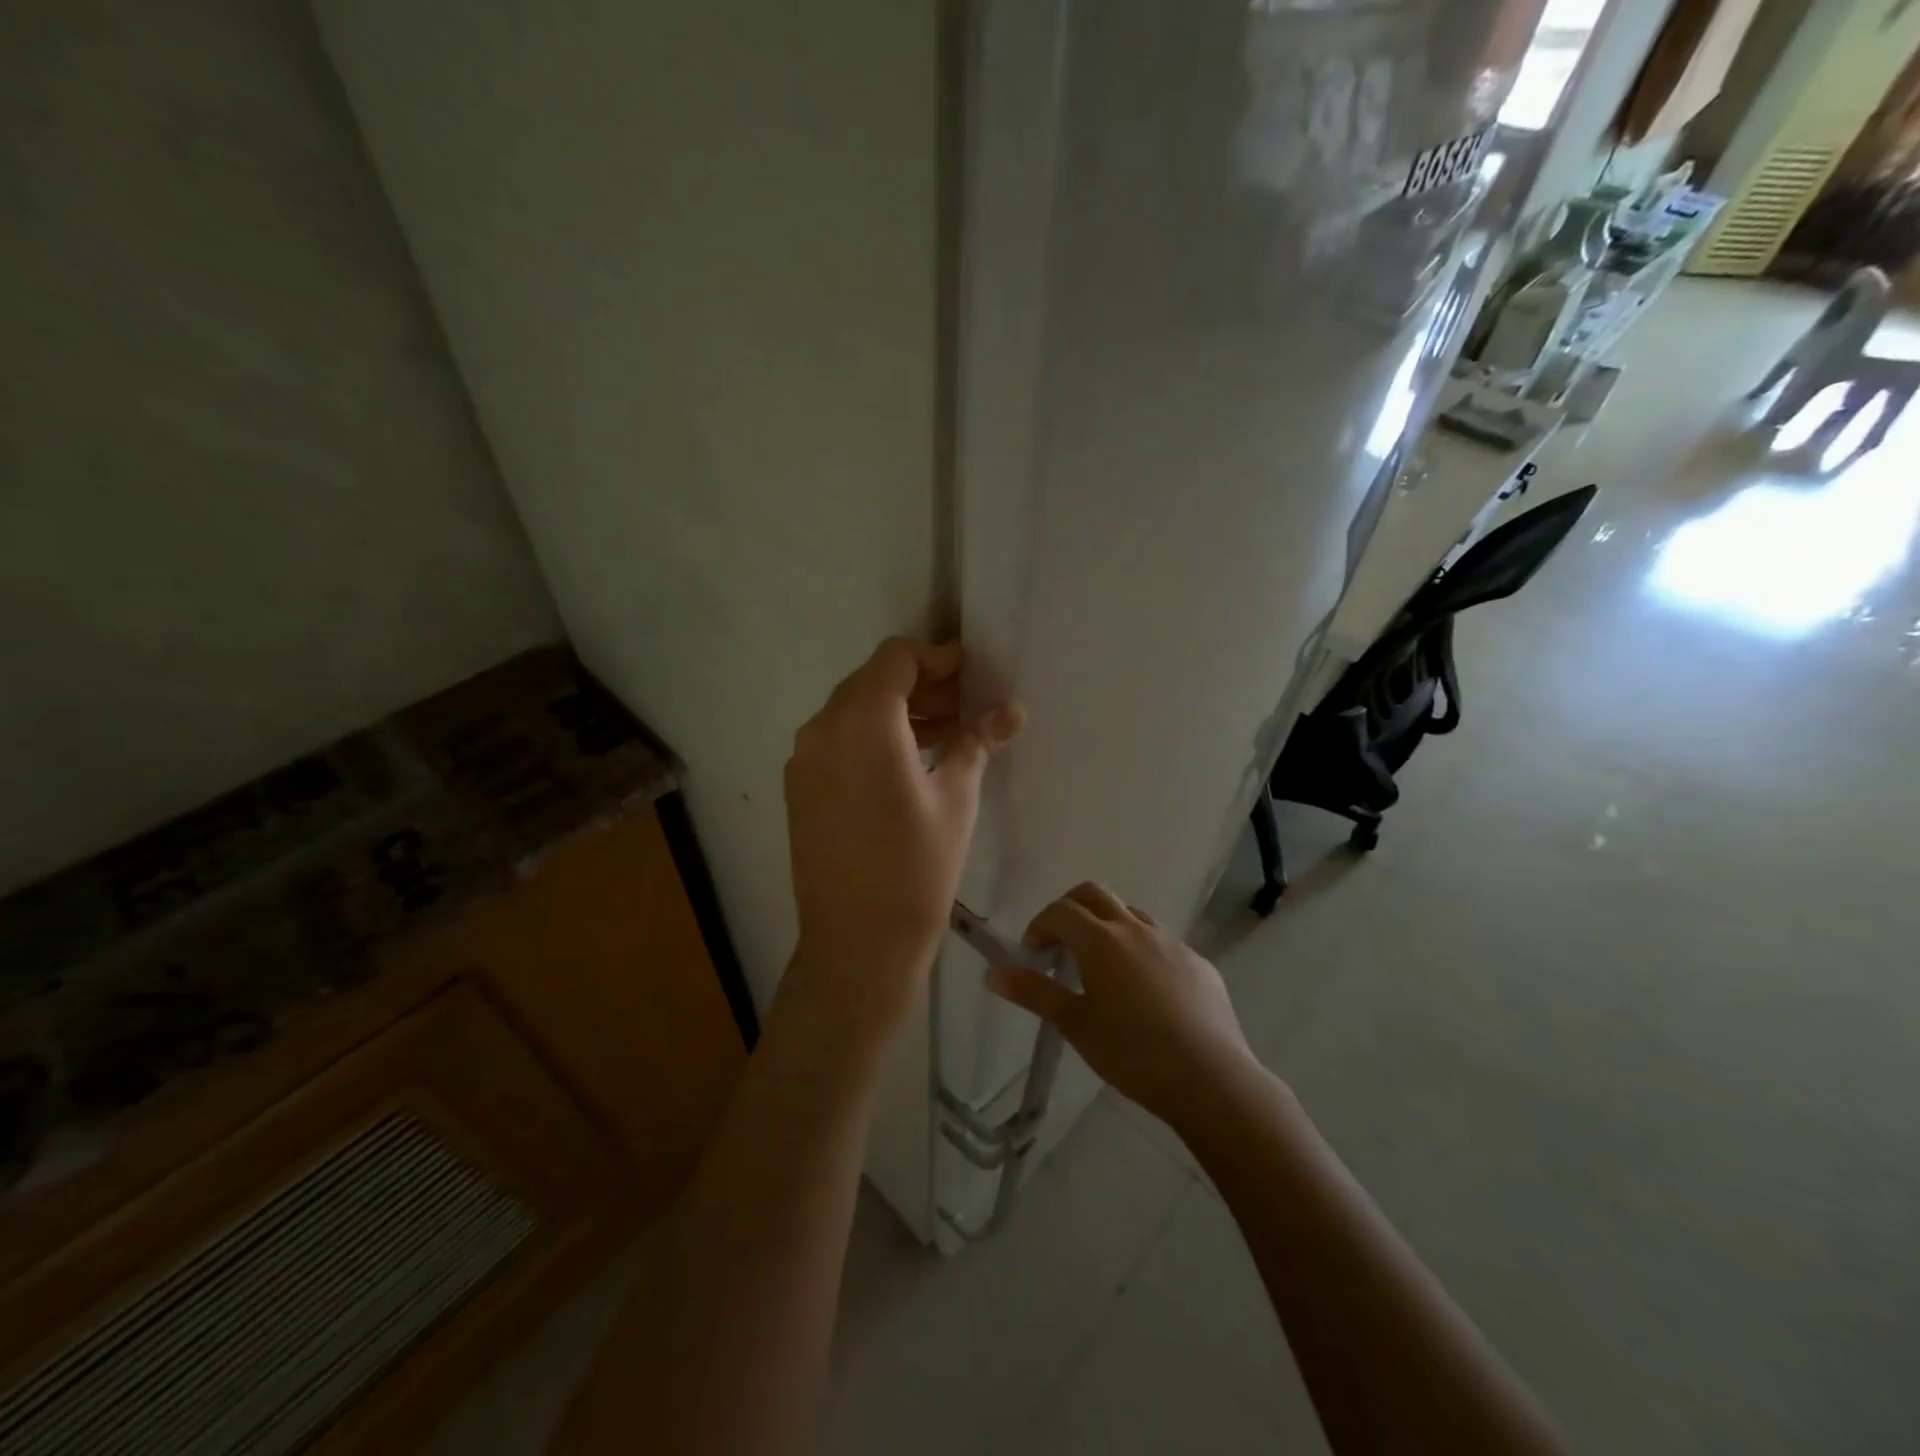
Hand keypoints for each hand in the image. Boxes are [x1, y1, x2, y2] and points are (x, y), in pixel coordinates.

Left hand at [784, 638, 1022, 1041]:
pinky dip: (874, 736)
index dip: (938, 657)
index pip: (897, 658)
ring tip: (947, 732)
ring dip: (899, 711)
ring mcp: (804, 759)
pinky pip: (838, 740)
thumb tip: (1010, 712)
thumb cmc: (917, 868)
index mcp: (862, 722)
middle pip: (873, 681)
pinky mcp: (800, 787)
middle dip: (922, 684)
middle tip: (968, 703)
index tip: (973, 673)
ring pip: (854, 711)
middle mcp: (822, 729)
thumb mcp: (955, 798)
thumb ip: (977, 742)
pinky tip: (910, 761)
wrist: (857, 944)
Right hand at [986, 882, 1257, 1127]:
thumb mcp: (1075, 1025)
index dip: (1041, 925)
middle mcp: (1136, 929)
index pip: (1061, 910)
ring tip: (1102, 969)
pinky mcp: (1198, 963)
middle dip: (1070, 909)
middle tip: (1060, 944)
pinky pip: (1162, 943)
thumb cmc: (1132, 1052)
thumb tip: (992, 974)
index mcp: (1101, 940)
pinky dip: (1141, 951)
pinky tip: (1146, 993)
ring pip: (1131, 915)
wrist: (1210, 1078)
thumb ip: (1034, 993)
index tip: (1034, 954)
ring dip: (1108, 927)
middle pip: (1095, 894)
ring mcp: (1172, 943)